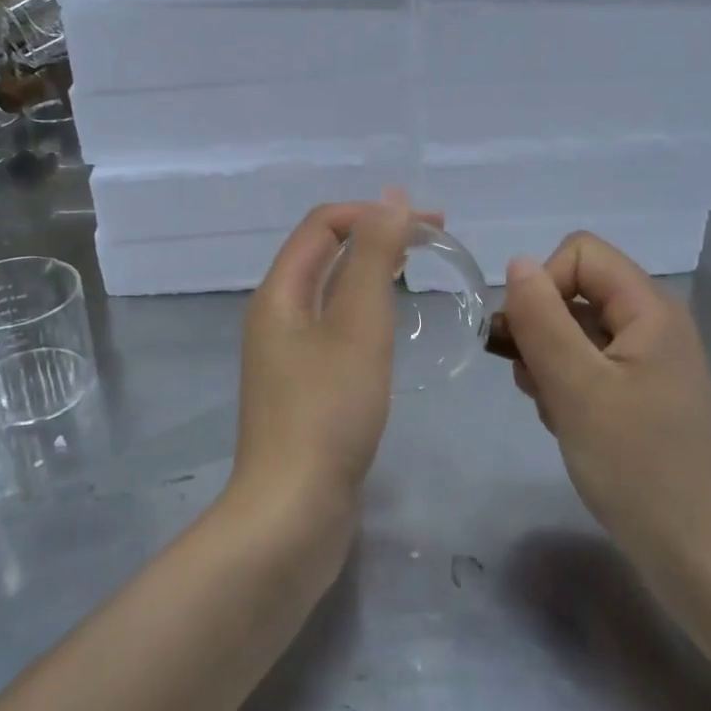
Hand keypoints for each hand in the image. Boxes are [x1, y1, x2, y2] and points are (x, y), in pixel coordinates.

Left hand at [231, 190, 433, 526]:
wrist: (293, 513)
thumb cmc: (328, 412)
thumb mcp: (358, 326)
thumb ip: (373, 258)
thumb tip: (389, 197)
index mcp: (279, 294)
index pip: (323, 225)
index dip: (374, 213)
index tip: (430, 225)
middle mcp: (275, 318)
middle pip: (325, 256)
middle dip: (377, 238)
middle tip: (435, 243)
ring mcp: (286, 358)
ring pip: (331, 296)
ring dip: (372, 275)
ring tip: (417, 275)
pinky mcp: (303, 391)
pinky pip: (335, 332)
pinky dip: (366, 315)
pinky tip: (394, 331)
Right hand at [501, 232, 710, 583]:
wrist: (698, 555)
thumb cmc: (637, 466)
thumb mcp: (577, 387)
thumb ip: (541, 318)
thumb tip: (516, 264)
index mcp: (649, 309)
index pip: (579, 253)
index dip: (543, 284)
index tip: (529, 338)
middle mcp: (652, 324)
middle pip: (575, 290)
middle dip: (540, 329)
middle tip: (534, 381)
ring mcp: (647, 361)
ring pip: (574, 331)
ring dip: (547, 363)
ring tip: (551, 409)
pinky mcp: (639, 394)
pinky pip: (587, 366)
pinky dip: (564, 387)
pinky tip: (565, 424)